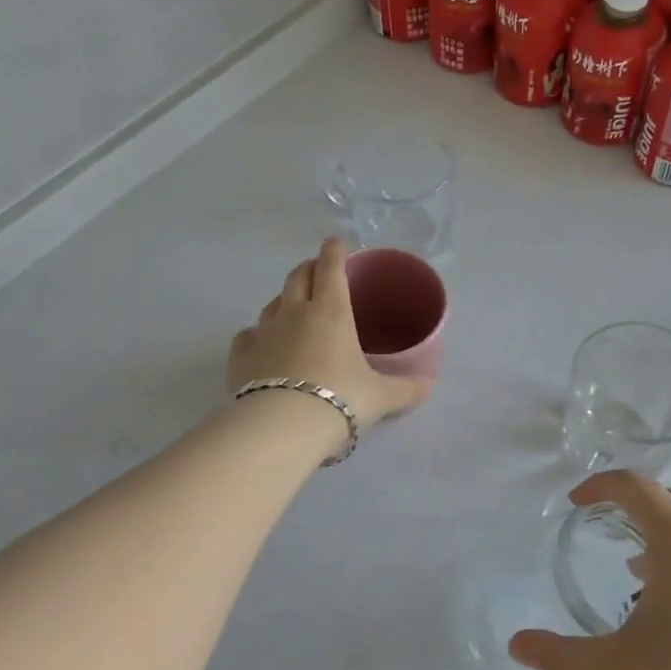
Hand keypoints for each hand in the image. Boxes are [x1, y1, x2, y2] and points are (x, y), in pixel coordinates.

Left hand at [227, 238, 433, 425]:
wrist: (283, 427)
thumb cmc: (340, 400)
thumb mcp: (381, 397)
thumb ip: (407, 388)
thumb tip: (429, 385)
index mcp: (331, 312)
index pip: (331, 269)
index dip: (335, 251)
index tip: (337, 242)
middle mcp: (294, 313)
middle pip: (298, 277)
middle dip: (308, 268)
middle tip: (318, 271)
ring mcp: (263, 333)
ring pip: (272, 304)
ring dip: (284, 299)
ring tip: (293, 307)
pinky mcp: (241, 357)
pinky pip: (248, 335)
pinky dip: (256, 334)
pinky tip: (260, 343)